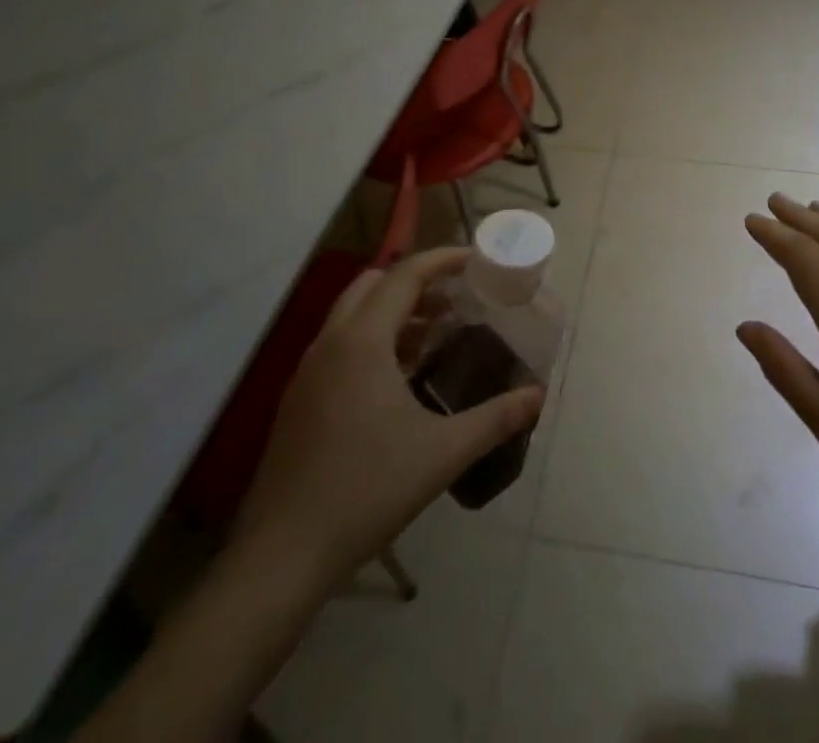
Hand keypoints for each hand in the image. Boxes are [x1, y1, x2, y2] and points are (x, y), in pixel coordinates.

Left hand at [232, 247, 543, 585]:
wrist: (280, 557)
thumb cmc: (365, 490)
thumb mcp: (442, 453)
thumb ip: (495, 419)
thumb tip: (538, 396)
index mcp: (362, 342)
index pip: (405, 275)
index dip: (443, 259)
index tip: (476, 260)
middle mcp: (330, 343)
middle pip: (374, 284)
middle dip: (416, 282)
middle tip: (455, 300)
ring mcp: (308, 372)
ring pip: (353, 314)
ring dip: (393, 312)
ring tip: (434, 338)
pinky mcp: (298, 400)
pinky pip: (340, 345)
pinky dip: (373, 340)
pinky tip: (399, 381)